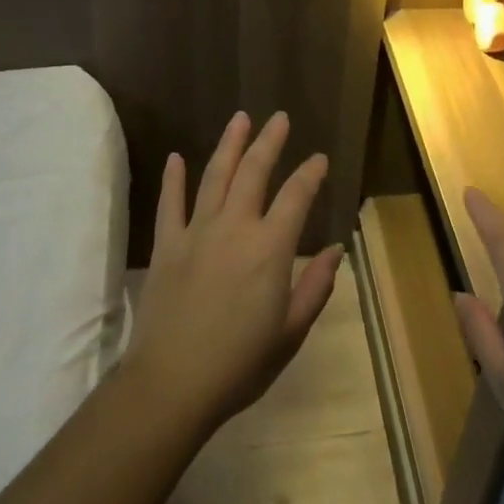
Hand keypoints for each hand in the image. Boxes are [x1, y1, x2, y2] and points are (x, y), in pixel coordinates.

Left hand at [123, 110, 342, 433]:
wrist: (172, 385)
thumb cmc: (240, 364)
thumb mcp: (291, 332)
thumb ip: (316, 286)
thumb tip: (337, 250)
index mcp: (270, 249)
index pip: (296, 196)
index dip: (310, 173)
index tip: (319, 158)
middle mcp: (235, 228)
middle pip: (254, 172)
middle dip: (269, 142)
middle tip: (279, 118)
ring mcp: (196, 233)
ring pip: (214, 176)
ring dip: (229, 145)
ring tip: (240, 119)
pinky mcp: (166, 246)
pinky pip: (170, 204)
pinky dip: (173, 179)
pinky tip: (176, 158)